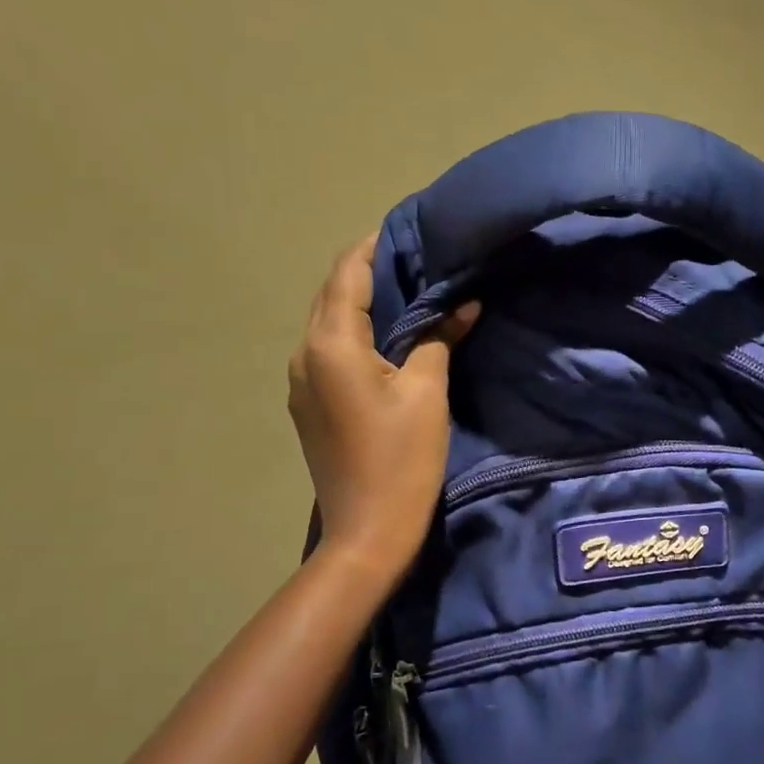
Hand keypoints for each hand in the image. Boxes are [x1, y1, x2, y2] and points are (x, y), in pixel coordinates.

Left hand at [288, 235, 478, 583]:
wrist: (367, 533)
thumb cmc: (401, 460)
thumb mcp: (428, 392)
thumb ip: (439, 338)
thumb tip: (462, 305)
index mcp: (330, 344)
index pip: (348, 273)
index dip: (376, 245)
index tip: (411, 230)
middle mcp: (304, 354)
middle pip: (333, 294)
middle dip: (370, 270)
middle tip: (417, 258)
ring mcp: (302, 381)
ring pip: (330, 322)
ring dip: (364, 301)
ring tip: (409, 291)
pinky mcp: (310, 404)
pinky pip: (331, 350)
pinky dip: (358, 332)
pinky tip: (390, 336)